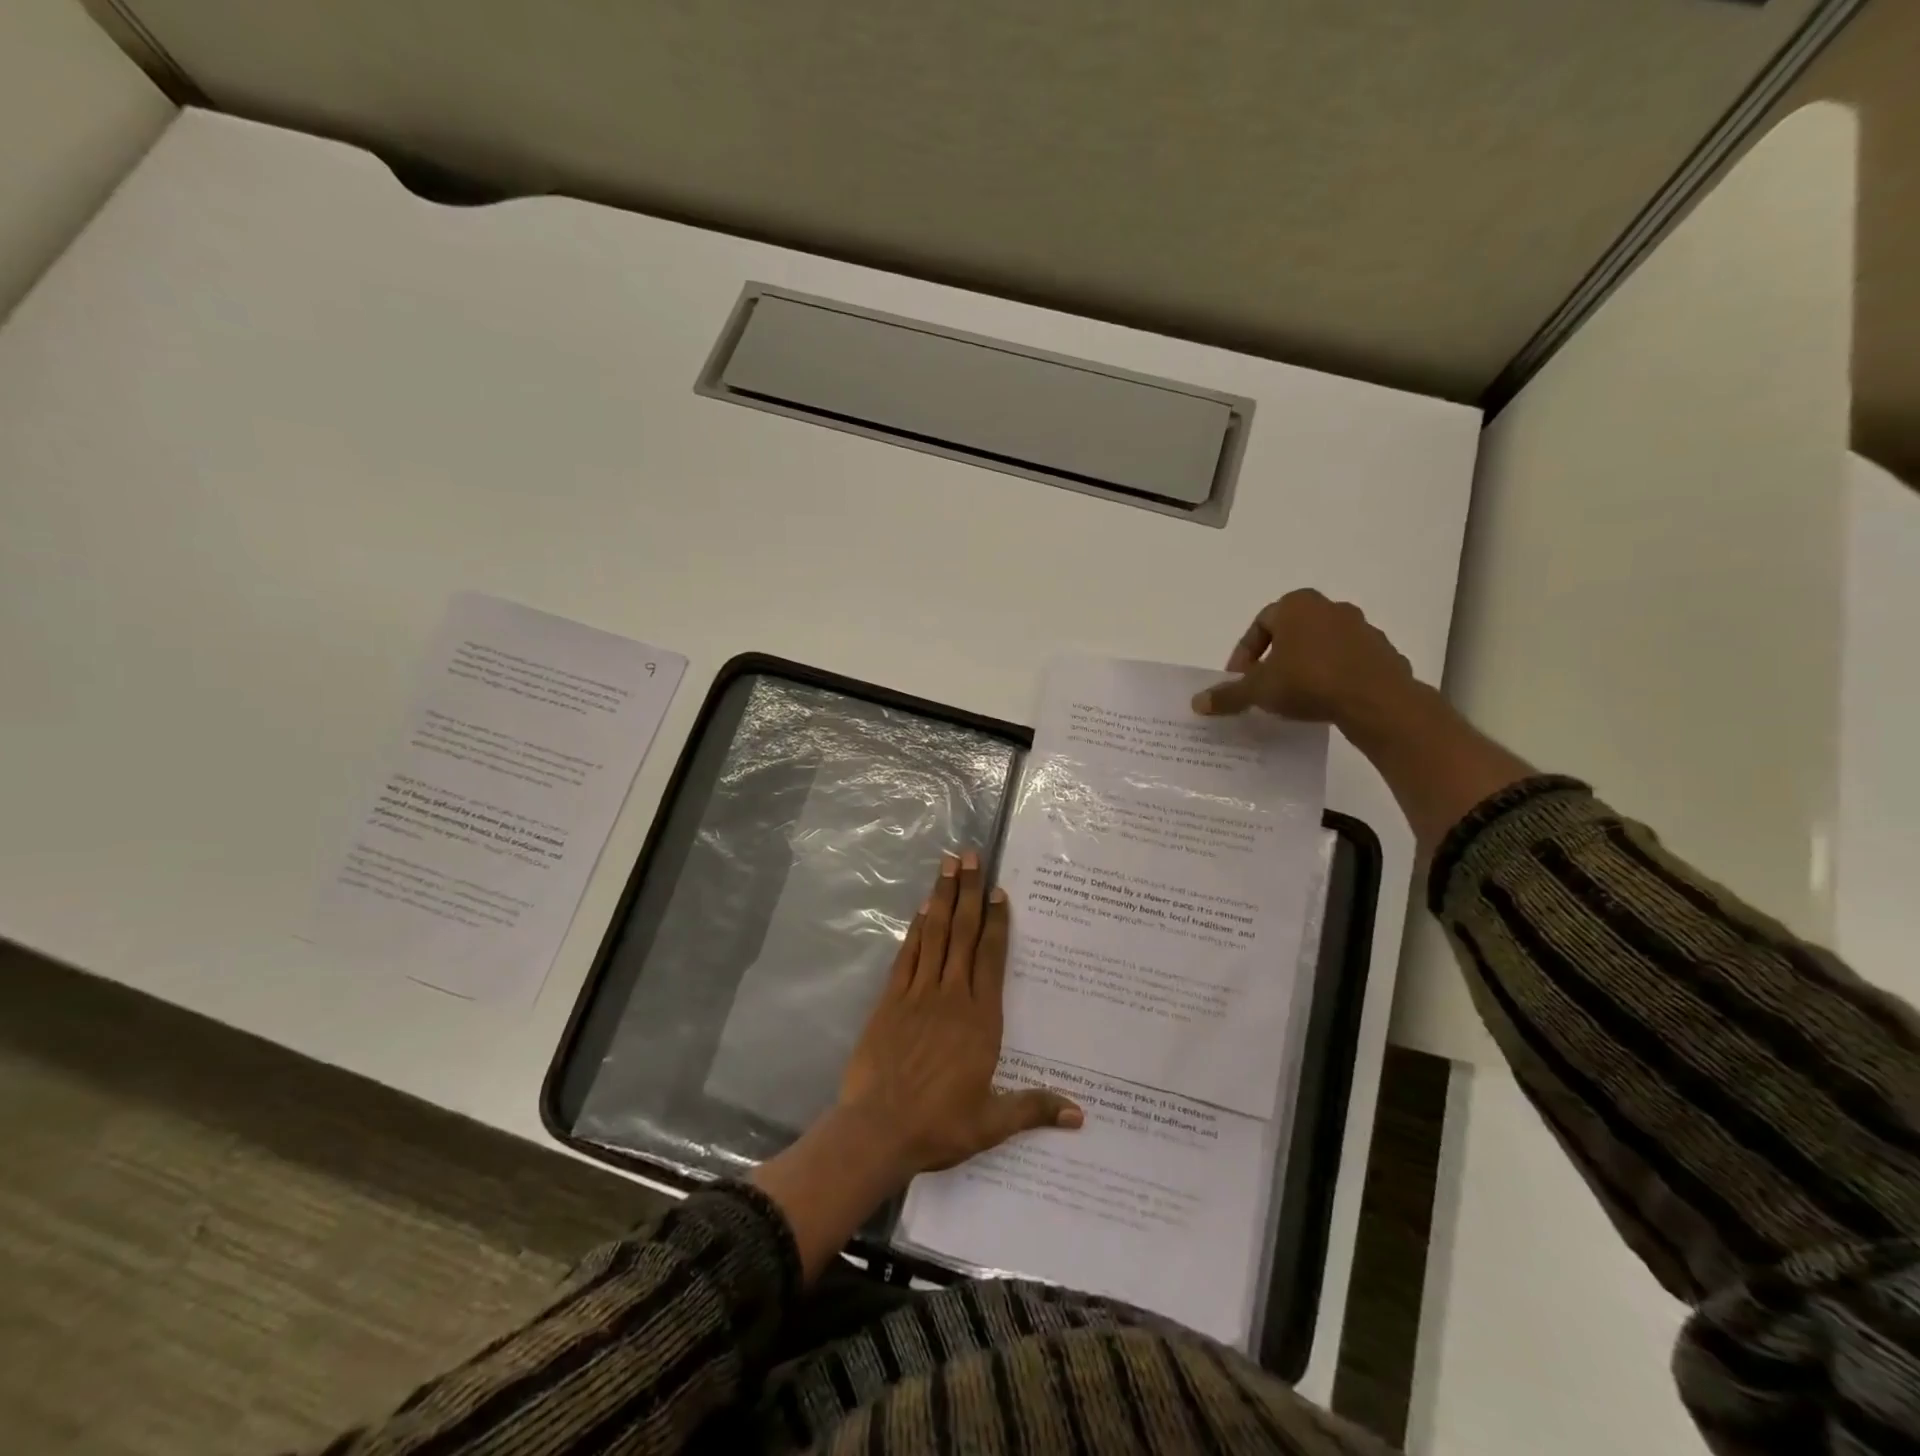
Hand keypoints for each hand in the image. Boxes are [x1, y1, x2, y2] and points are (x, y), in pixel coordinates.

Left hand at [838, 850, 1082, 1178]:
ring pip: (934, 935)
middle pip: (962, 933)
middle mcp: (951, 996)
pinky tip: (920, 911)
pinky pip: (907, 956)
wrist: (878, 1130)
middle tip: (970, 855)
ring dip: (941, 898)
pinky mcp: (891, 1000)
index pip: (991, 958)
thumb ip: (1034, 1108)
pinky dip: (915, 930)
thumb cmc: (939, 1125)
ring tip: (947, 865)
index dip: (996, 922)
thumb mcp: (992, 1122)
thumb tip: (1080, 1115)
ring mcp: (918, 994)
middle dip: (968, 891)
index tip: (998, 891)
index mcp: (980, 1019)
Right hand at [1190, 588, 1413, 726]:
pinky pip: (1347, 662)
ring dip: (1304, 667)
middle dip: (1274, 659)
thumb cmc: (1308, 681)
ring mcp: (1362, 628)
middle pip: (1291, 633)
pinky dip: (1332, 677)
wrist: (1375, 700)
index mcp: (1297, 605)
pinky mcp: (1383, 652)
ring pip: (1320, 647)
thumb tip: (1197, 702)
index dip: (1244, 654)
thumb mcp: (1258, 690)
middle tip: (1264, 687)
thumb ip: (1228, 694)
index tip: (1240, 681)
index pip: (1259, 624)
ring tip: (1293, 698)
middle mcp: (1330, 608)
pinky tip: (1324, 702)